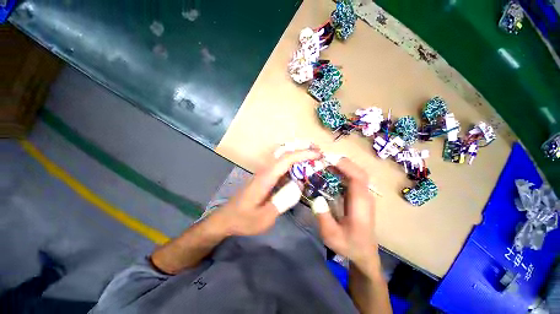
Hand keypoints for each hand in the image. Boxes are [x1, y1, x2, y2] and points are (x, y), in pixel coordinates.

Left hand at [213, 149, 321, 236]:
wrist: (226, 218)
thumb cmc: (244, 219)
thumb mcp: (264, 217)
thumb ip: (282, 201)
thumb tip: (299, 185)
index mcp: (266, 177)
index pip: (286, 159)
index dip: (303, 154)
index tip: (318, 154)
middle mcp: (265, 171)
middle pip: (285, 154)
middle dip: (302, 150)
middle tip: (318, 151)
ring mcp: (264, 173)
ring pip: (283, 158)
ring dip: (298, 155)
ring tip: (313, 158)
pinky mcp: (265, 178)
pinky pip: (281, 167)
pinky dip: (293, 164)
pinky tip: (300, 170)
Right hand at [314, 158, 378, 271]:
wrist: (363, 254)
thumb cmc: (349, 245)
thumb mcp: (332, 236)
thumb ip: (324, 218)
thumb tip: (316, 198)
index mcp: (360, 203)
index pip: (358, 177)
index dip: (345, 166)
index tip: (328, 160)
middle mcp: (364, 195)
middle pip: (358, 172)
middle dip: (342, 162)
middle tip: (323, 159)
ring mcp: (363, 195)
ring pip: (355, 174)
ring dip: (341, 166)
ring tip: (324, 163)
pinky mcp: (358, 197)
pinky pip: (351, 179)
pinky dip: (341, 173)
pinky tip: (329, 173)